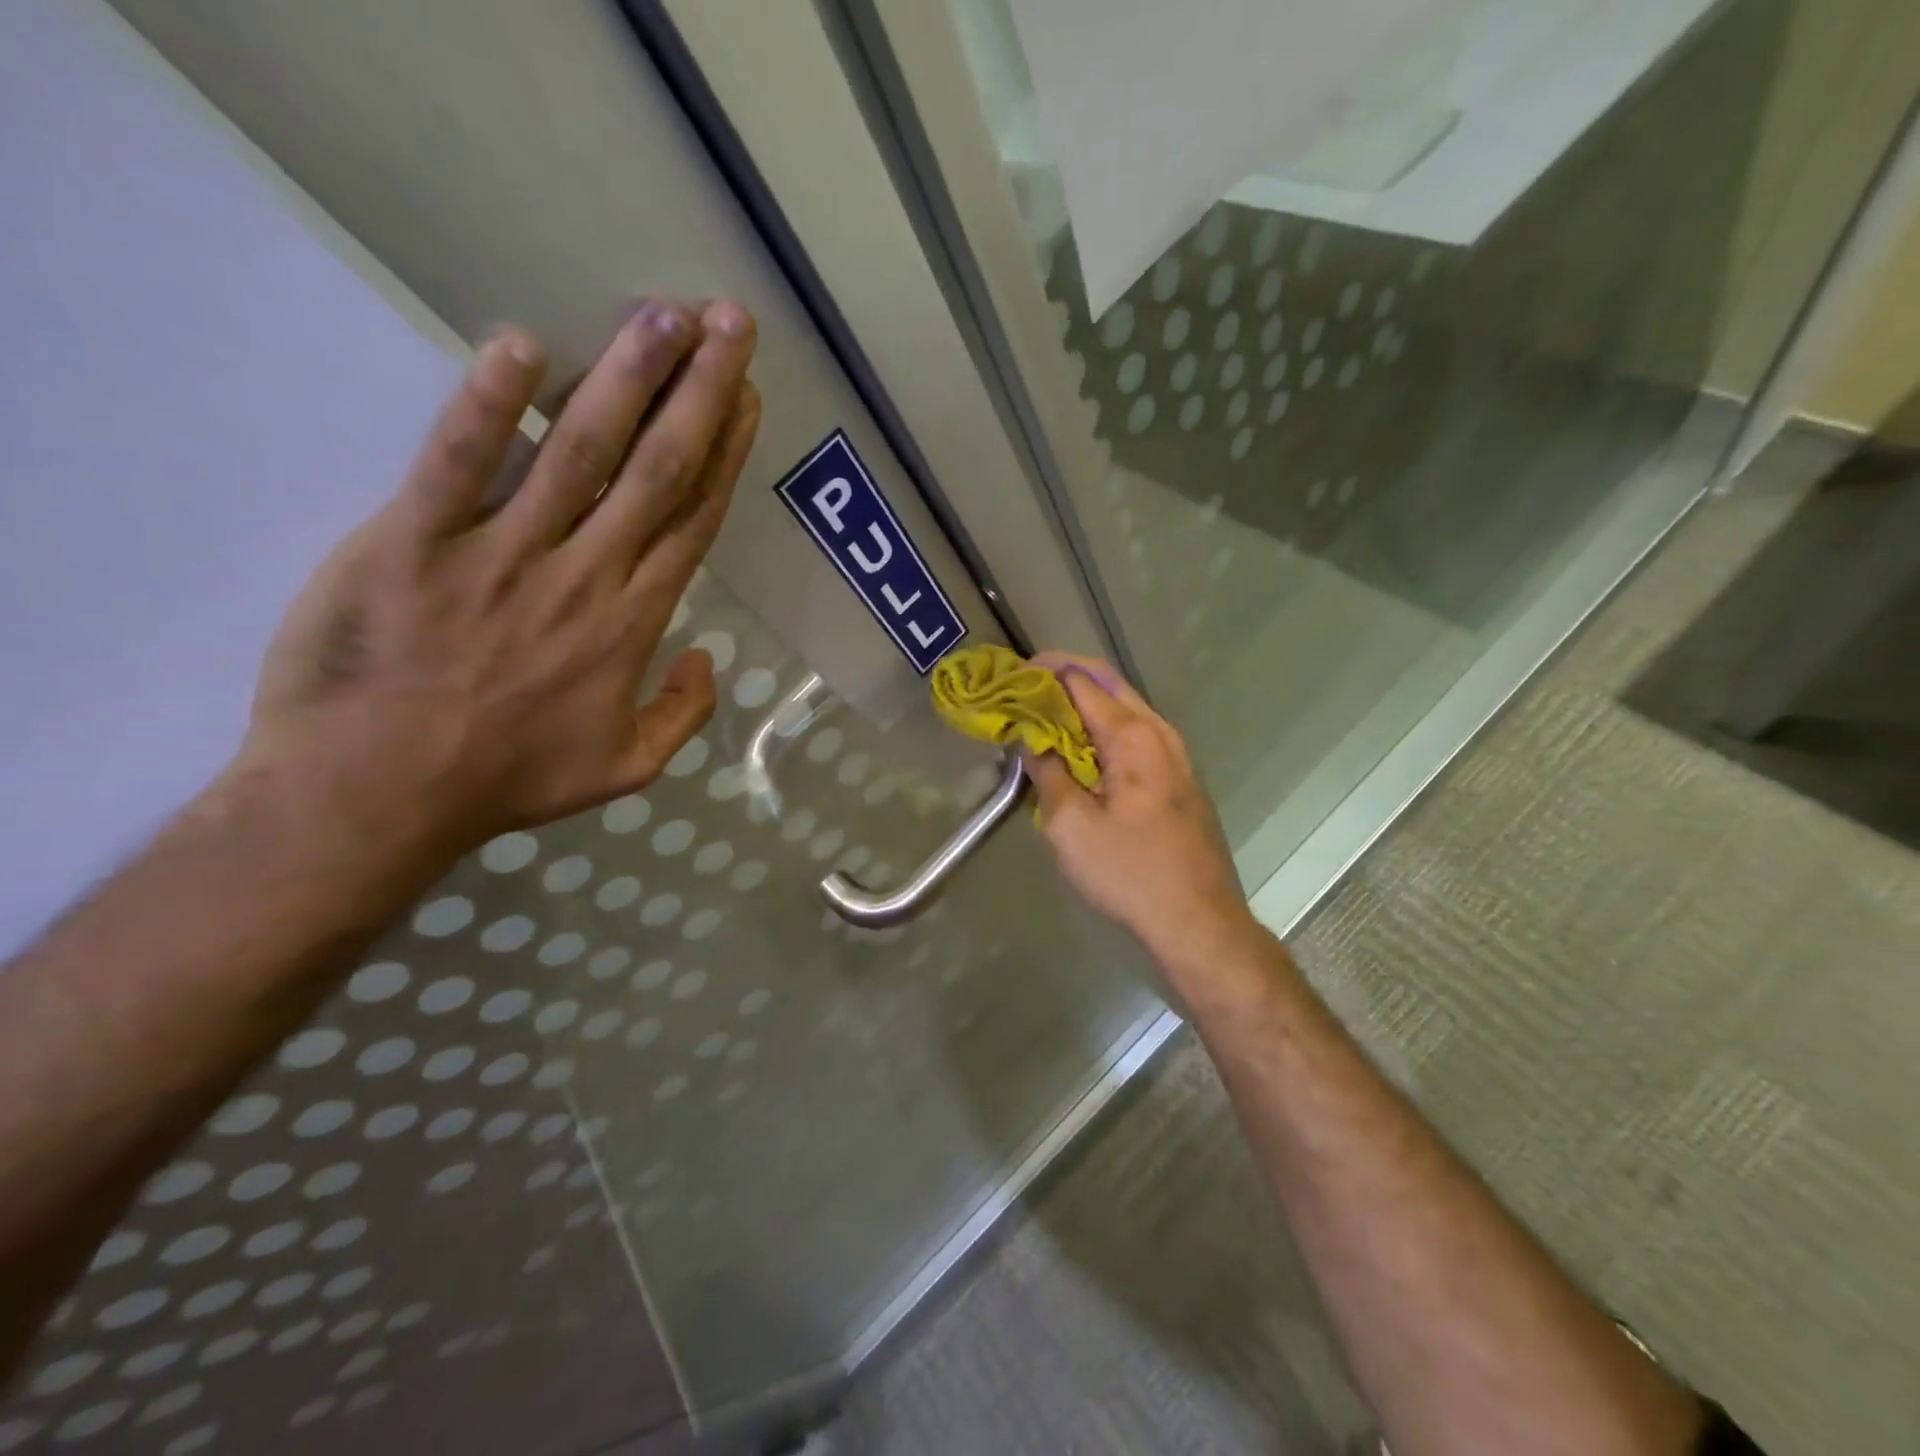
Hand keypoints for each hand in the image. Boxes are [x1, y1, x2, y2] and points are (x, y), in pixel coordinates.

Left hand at [237, 297, 760, 858]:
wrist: (375, 796)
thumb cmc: (507, 780)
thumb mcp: (627, 770)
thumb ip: (683, 715)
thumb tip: (708, 659)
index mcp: (633, 624)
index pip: (693, 521)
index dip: (725, 454)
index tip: (748, 399)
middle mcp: (585, 575)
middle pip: (656, 469)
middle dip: (699, 391)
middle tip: (729, 323)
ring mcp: (502, 553)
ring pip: (579, 451)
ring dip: (626, 376)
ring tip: (665, 313)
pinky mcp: (414, 540)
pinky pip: (459, 460)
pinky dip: (491, 404)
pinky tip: (523, 345)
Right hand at [1024, 654, 1257, 965]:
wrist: (1197, 921)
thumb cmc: (1129, 873)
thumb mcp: (1070, 825)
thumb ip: (1047, 772)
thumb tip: (1031, 739)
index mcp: (1133, 736)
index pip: (1081, 681)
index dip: (1041, 673)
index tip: (1008, 678)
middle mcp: (1159, 733)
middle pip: (1108, 684)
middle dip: (1064, 678)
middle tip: (1023, 688)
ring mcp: (1175, 755)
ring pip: (1124, 709)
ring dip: (1084, 704)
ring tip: (1043, 716)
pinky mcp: (1179, 778)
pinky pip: (1135, 735)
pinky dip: (1102, 730)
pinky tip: (1078, 751)